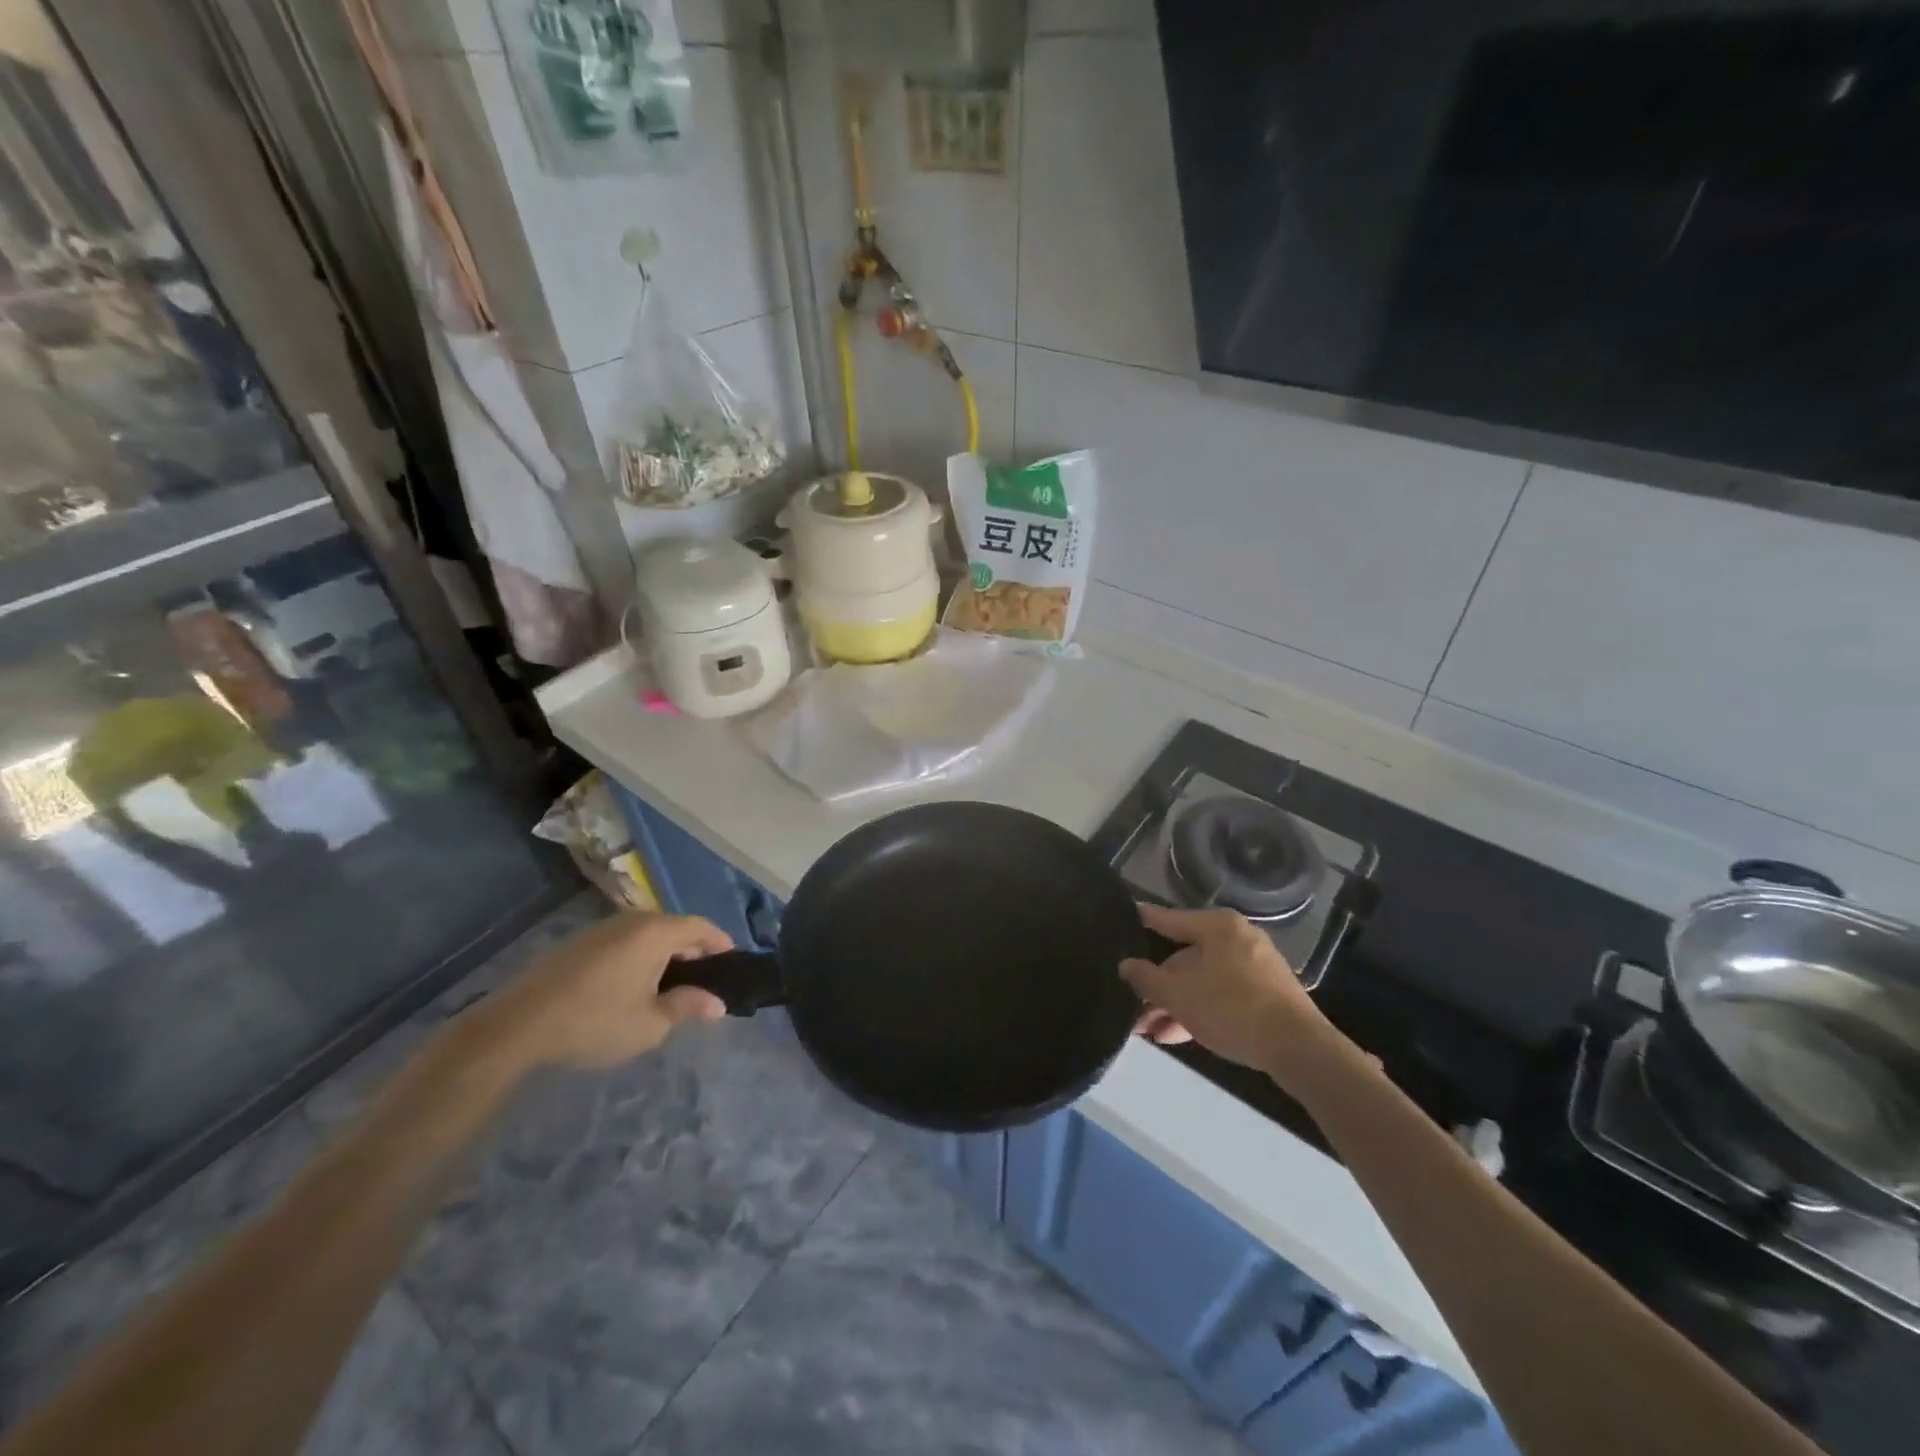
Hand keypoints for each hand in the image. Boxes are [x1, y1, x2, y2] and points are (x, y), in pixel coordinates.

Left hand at [478, 912, 730, 1071]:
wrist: (518, 1026)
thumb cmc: (595, 1021)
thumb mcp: (651, 1023)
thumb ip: (688, 1007)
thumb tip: (717, 1004)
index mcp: (656, 932)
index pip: (702, 927)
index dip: (721, 944)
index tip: (733, 965)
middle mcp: (632, 920)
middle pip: (675, 927)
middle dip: (694, 951)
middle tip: (704, 982)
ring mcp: (602, 929)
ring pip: (648, 935)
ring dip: (665, 955)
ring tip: (670, 987)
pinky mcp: (579, 943)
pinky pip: (624, 942)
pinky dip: (639, 957)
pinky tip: (633, 986)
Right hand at [1120, 903, 1335, 1073]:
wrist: (1299, 1049)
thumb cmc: (1232, 1009)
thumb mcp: (1179, 995)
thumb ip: (1147, 979)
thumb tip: (1125, 965)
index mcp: (1217, 926)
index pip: (1168, 919)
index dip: (1142, 921)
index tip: (1120, 918)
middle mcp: (1236, 938)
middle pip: (1184, 956)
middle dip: (1157, 985)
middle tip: (1132, 1006)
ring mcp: (1254, 967)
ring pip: (1202, 980)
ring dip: (1174, 1004)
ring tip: (1147, 1030)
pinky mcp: (1266, 994)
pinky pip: (1221, 995)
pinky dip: (1198, 1010)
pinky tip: (1174, 1035)